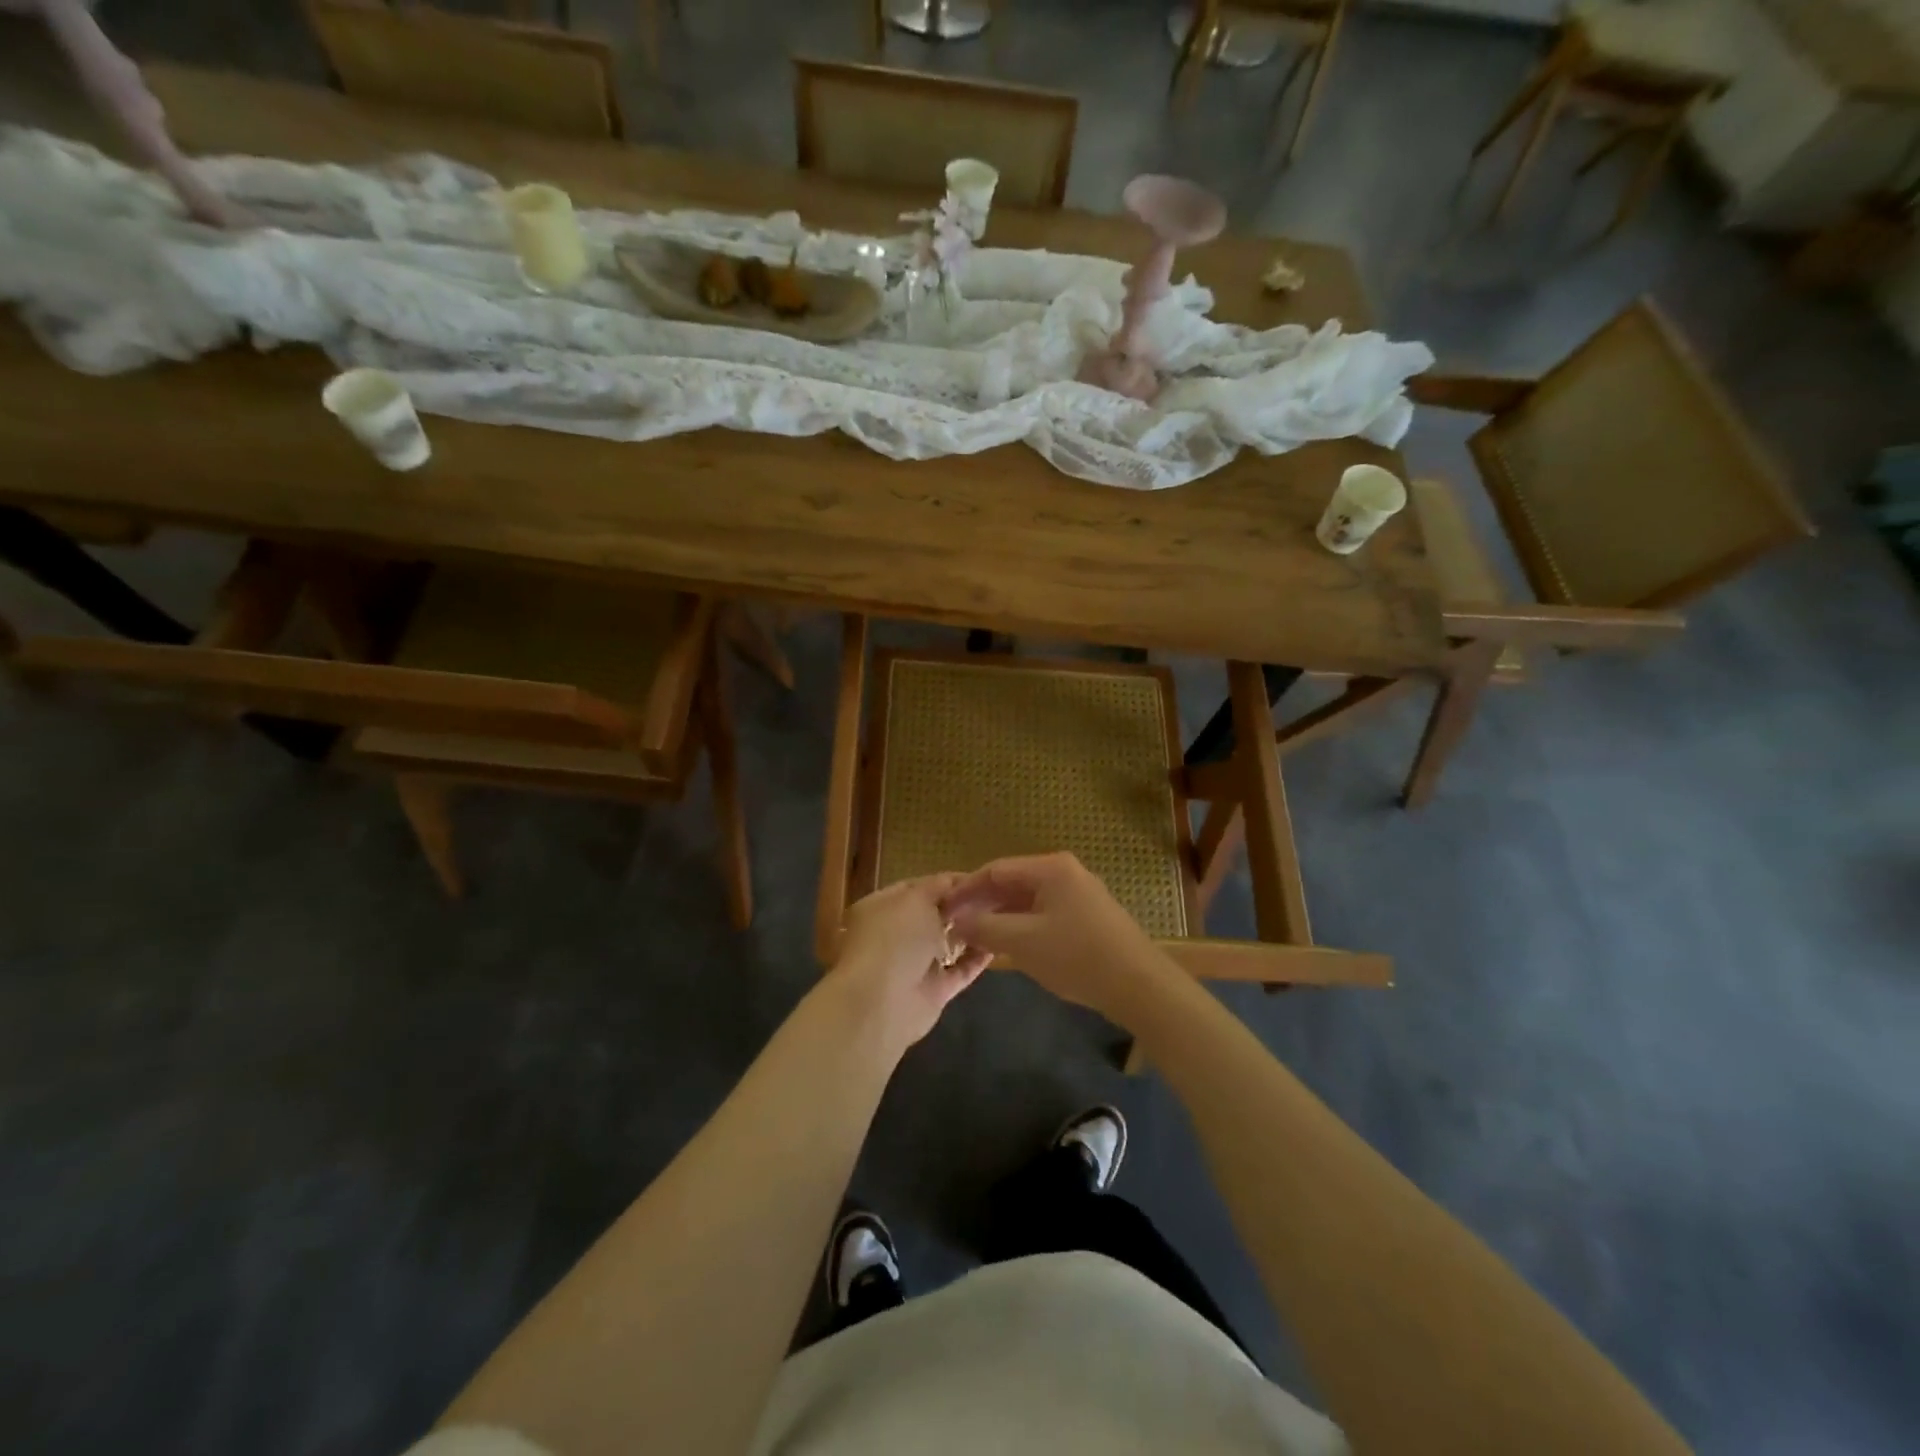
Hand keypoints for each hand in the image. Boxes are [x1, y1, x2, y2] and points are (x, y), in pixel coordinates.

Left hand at [827, 875, 990, 1052]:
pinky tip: (999, 944)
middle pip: (931, 915)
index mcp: (881, 908)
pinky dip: (977, 959)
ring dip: (969, 932)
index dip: (944, 882)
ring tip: (1000, 916)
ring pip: (946, 944)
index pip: (915, 888)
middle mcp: (895, 935)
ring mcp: (913, 965)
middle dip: (959, 907)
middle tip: (993, 897)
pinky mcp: (933, 991)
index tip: (976, 879)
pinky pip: (959, 971)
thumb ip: (936, 887)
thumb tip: (955, 883)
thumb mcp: (915, 898)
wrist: (882, 1003)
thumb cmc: (894, 938)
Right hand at [944, 853, 1175, 1024]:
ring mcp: (1079, 895)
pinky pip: (1043, 914)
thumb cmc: (1077, 956)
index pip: (996, 869)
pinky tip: (1007, 945)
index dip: (966, 888)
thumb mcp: (1023, 942)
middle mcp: (1065, 873)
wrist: (1139, 986)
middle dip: (982, 903)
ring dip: (1000, 917)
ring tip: (974, 937)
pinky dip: (1021, 926)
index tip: (942, 908)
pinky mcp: (1087, 917)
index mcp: (1050, 868)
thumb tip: (956, 921)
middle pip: (1012, 882)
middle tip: (954, 925)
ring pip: (1027, 900)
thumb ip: (985, 928)